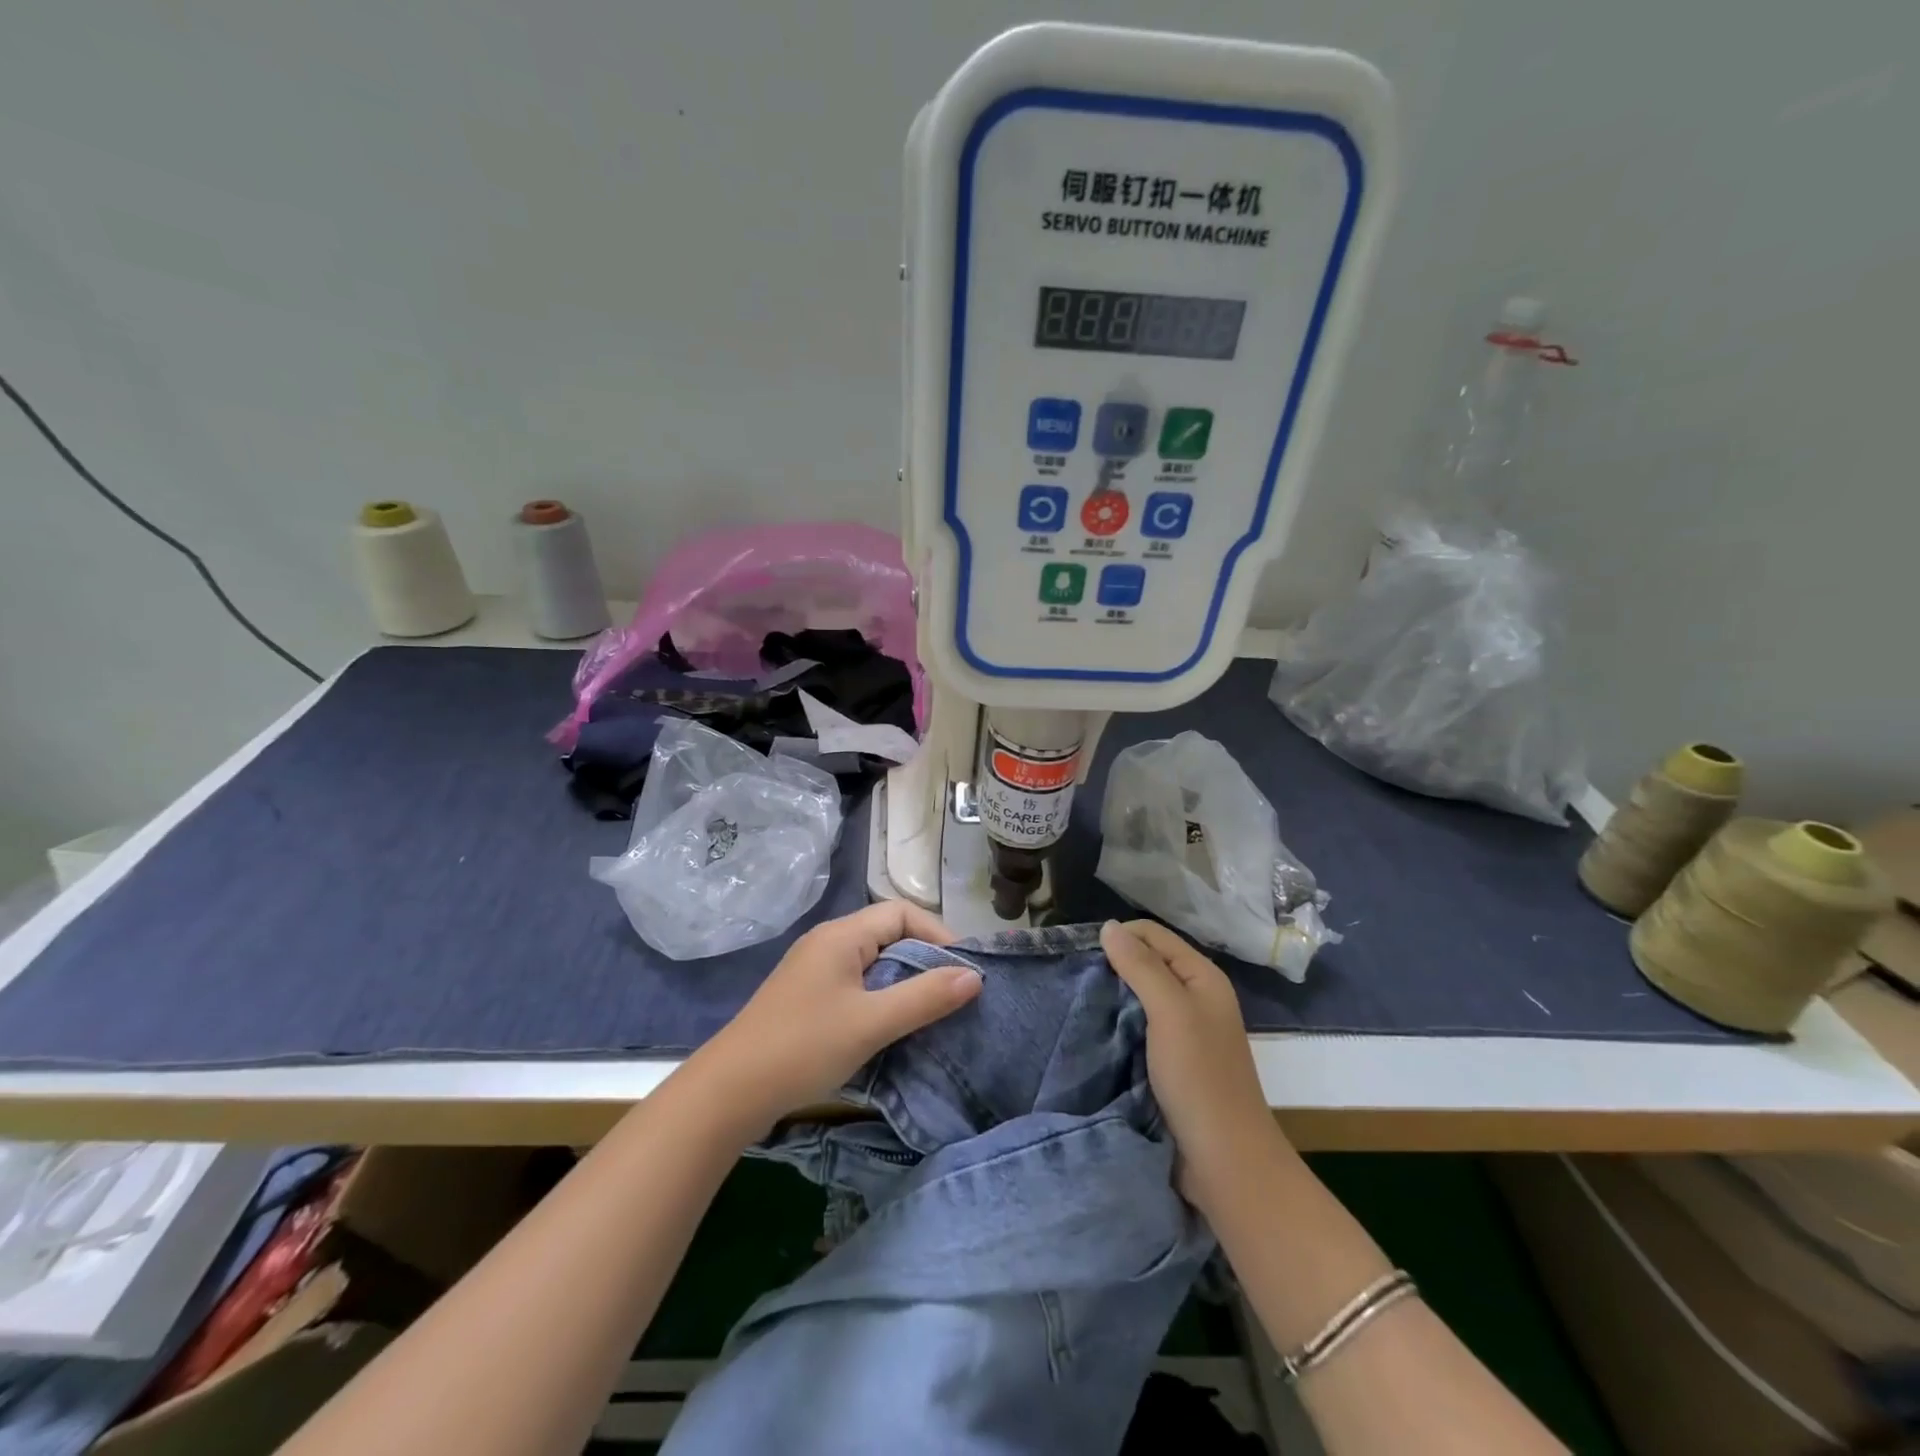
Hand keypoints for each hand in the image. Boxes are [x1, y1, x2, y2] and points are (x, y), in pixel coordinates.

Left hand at [695, 902, 982, 1134]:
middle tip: (955, 993)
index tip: (964, 970)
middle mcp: (828, 942)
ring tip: (932, 1010)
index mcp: (841, 935)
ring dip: (904, 981)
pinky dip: (882, 997)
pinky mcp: (807, 998)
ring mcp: (814, 970)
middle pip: (888, 934)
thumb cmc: (803, 1047)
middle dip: (925, 959)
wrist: (729, 1092)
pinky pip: (857, 984)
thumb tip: (974, 975)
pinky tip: (893, 1026)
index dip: (938, 935)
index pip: (902, 913)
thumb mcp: (872, 1023)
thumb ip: (924, 997)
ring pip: (873, 962)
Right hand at [1100, 919, 1286, 1211]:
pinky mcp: (1171, 1061)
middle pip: (1148, 962)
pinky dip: (1118, 1023)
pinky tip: (1096, 1030)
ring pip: (1140, 996)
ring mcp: (1185, 1031)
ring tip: (1079, 1001)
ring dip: (1113, 996)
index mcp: (1203, 977)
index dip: (1120, 937)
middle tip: (1076, 979)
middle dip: (1113, 965)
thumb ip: (1141, 966)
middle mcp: (1196, 997)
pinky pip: (1139, 1027)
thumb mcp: (1170, 1012)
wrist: (1225, 1161)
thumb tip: (1108, 926)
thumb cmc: (1199, 1078)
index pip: (1153, 935)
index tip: (1082, 955)